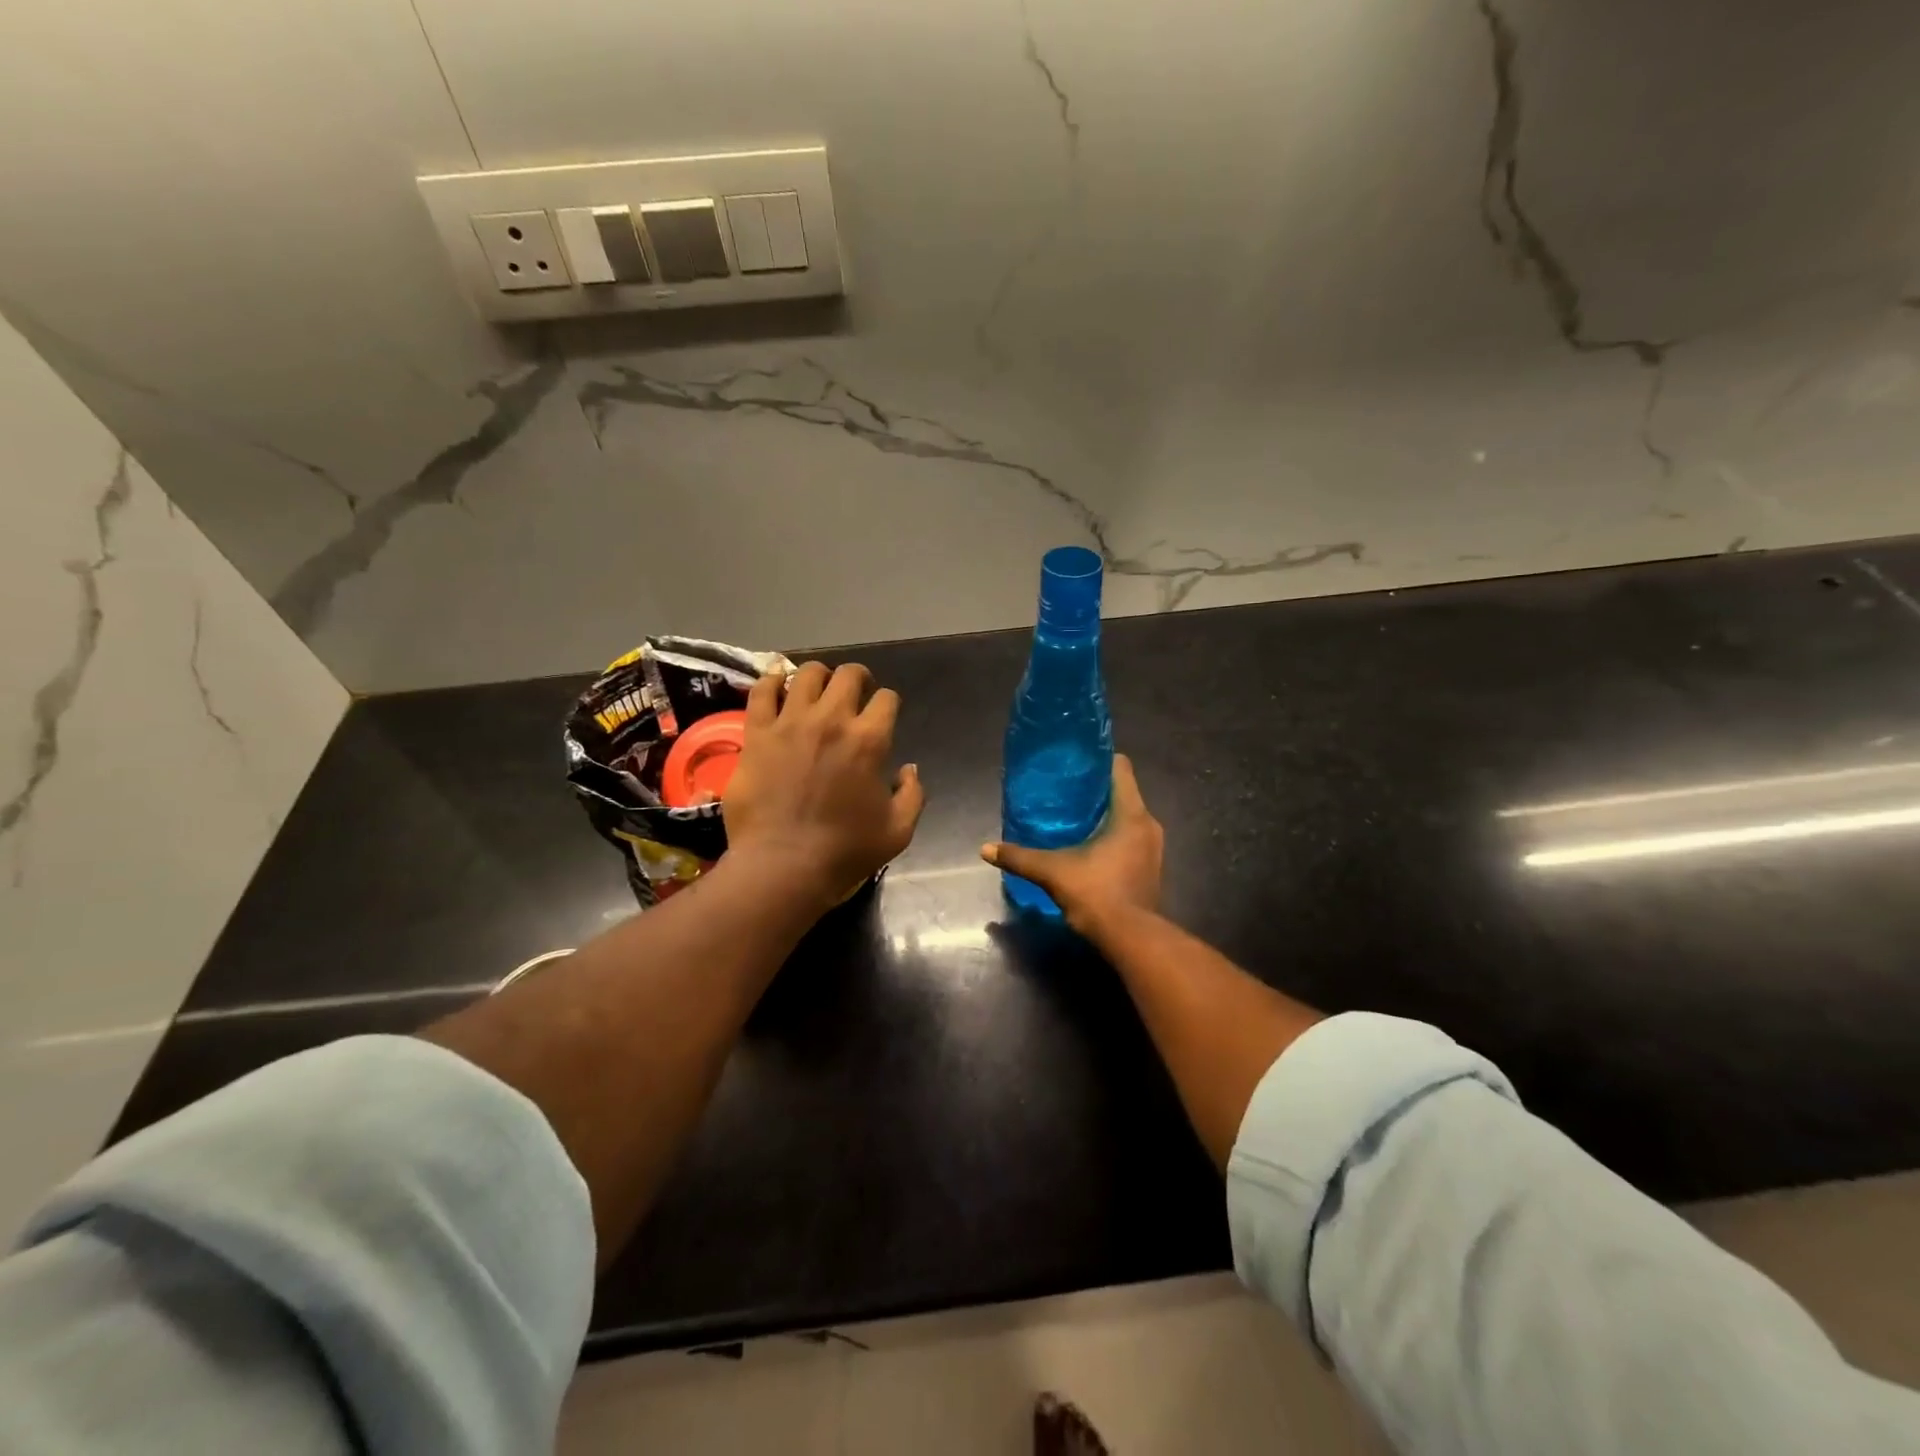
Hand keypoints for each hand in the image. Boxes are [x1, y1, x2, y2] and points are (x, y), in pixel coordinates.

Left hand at [725, 662, 924, 912]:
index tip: (883, 715)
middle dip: (858, 679)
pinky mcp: (757, 734)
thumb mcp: (898, 831)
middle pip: (848, 675)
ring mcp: (790, 723)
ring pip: (807, 674)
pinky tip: (778, 681)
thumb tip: (909, 769)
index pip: (887, 699)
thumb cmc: (844, 852)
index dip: (888, 704)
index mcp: (869, 740)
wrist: (783, 867)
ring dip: (819, 676)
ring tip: (818, 688)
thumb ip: (913, 794)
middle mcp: (831, 720)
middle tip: (854, 693)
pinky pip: (762, 692)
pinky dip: (772, 680)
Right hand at [980, 755, 1163, 934]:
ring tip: (1074, 818)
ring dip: (1106, 815)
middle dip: (1096, 790)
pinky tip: (1090, 846)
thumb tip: (985, 849)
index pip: (1121, 769)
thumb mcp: (1052, 872)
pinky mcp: (1151, 868)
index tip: (1076, 762)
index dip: (1099, 760)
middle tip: (1066, 791)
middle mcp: (1148, 825)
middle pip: (1123, 793)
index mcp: (1131, 814)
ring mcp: (1153, 849)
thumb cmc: (1096, 893)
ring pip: (1129, 818)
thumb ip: (1020, 858)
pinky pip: (1132, 839)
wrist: (1130, 938)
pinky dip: (1114, 836)